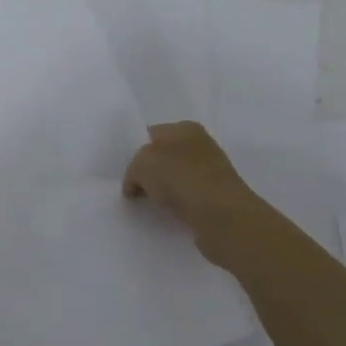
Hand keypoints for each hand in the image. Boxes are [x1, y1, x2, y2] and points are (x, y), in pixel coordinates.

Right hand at [123, 122, 267, 267]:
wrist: (222, 217)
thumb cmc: (181, 179)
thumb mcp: (142, 164)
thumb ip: (133, 169)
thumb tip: (135, 185)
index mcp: (185, 128)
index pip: (151, 134)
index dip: (134, 151)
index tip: (123, 172)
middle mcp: (200, 145)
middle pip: (163, 157)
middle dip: (148, 172)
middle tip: (132, 190)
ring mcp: (211, 172)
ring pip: (175, 179)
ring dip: (162, 191)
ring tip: (148, 206)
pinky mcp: (216, 198)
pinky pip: (187, 198)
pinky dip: (176, 206)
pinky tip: (168, 215)